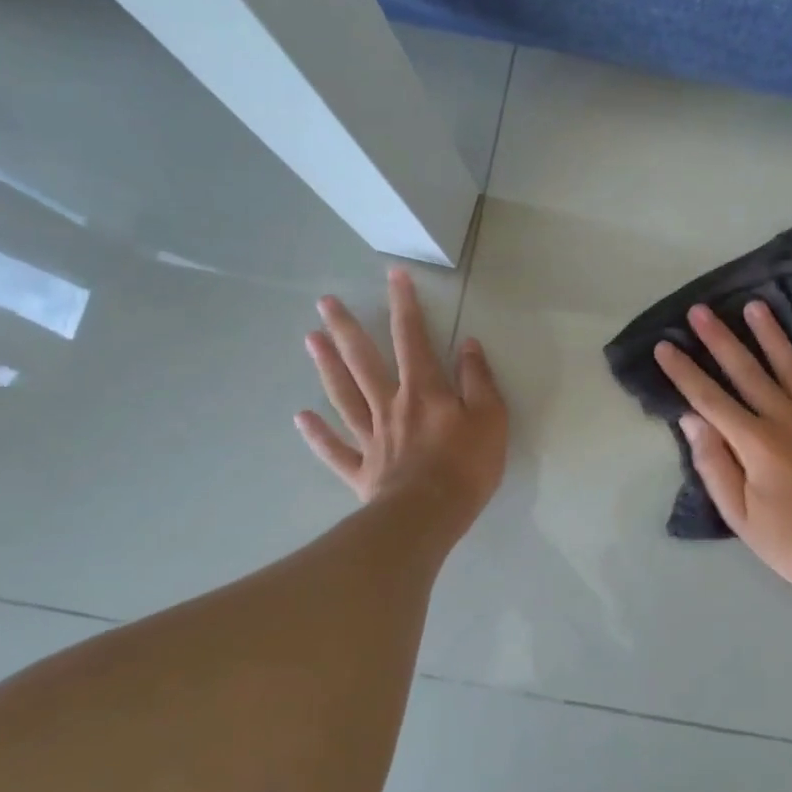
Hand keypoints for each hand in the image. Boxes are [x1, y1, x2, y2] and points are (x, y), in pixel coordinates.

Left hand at [296, 268, 506, 535]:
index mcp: (424, 392)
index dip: (404, 306)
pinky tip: (301, 417)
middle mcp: (391, 406)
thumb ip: (478, 380)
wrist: (428, 516)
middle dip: (346, 329)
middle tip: (324, 302)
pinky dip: (317, 434)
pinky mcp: (362, 470)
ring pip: (344, 396)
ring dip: (326, 367)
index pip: (414, 339)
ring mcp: (371, 438)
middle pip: (364, 361)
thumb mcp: (491, 418)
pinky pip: (335, 449)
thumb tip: (468, 344)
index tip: (393, 276)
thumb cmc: (466, 466)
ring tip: (309, 340)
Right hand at [654, 300, 791, 586]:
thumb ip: (715, 465)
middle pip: (747, 372)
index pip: (709, 399)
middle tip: (701, 310)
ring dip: (772, 335)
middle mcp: (786, 419)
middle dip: (720, 340)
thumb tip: (692, 421)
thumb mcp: (741, 516)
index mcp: (755, 443)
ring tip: (755, 306)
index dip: (684, 372)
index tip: (665, 345)